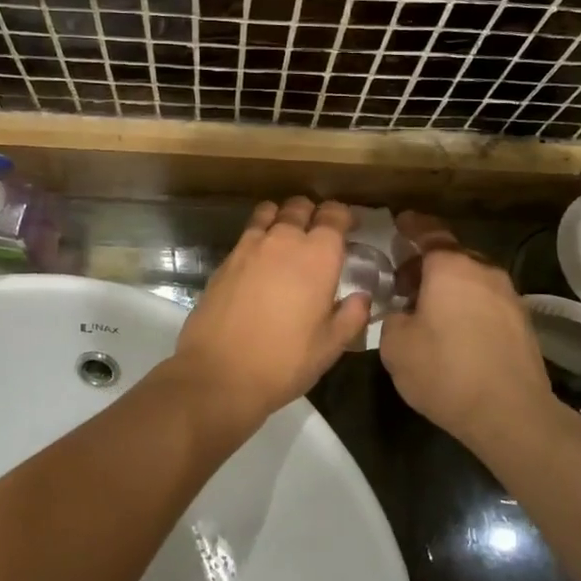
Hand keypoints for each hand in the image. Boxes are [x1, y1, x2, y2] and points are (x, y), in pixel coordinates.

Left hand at [167, 197, 368, 443]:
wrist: (219, 373)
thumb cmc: (284, 361)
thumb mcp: (330, 346)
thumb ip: (352, 316)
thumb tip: (361, 296)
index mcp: (318, 256)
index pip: (334, 216)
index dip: (343, 217)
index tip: (349, 227)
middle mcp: (283, 240)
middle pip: (300, 207)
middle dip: (312, 213)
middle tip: (319, 234)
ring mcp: (250, 246)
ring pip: (270, 212)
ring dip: (283, 218)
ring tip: (287, 238)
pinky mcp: (225, 260)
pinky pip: (248, 233)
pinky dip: (259, 234)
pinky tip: (261, 259)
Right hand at [380, 213, 553, 446]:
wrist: (510, 413)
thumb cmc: (445, 371)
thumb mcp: (395, 345)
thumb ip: (392, 317)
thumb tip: (402, 312)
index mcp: (450, 267)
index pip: (429, 231)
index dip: (411, 226)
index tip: (398, 223)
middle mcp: (483, 271)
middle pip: (451, 255)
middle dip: (426, 263)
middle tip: (403, 282)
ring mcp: (508, 296)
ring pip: (471, 278)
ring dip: (448, 286)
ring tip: (427, 309)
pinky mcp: (522, 322)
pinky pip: (486, 300)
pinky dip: (467, 304)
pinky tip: (454, 330)